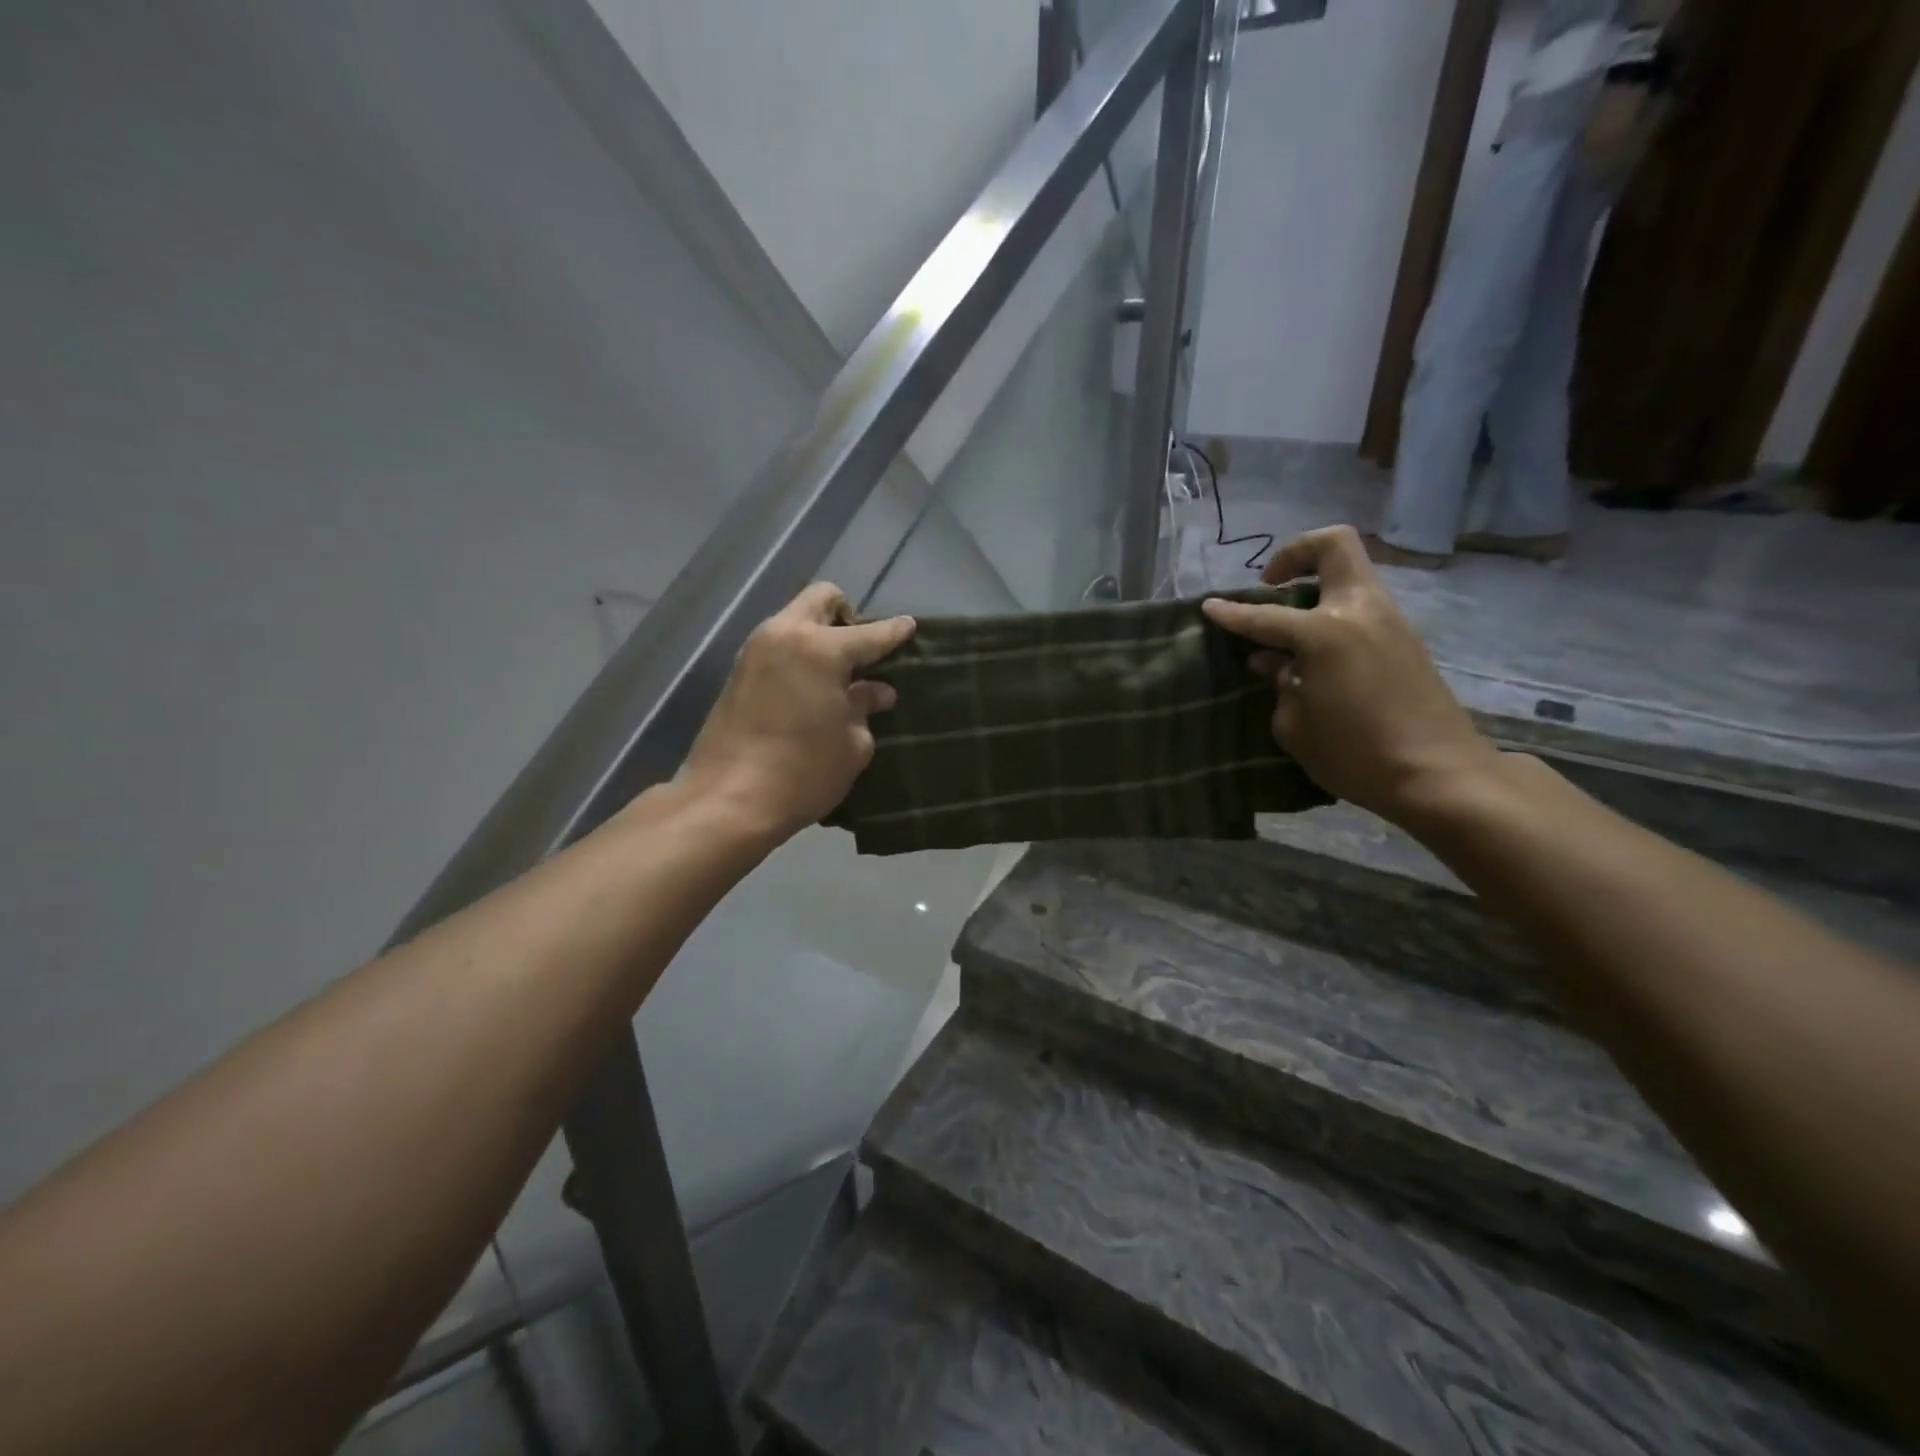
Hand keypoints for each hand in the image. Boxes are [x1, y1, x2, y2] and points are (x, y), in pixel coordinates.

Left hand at [679, 583, 914, 841]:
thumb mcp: (852, 745)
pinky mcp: (737, 672)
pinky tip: (809, 687)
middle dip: (846, 616)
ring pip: (794, 619)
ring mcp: (755, 651)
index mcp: (821, 649)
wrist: (728, 801)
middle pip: (821, 599)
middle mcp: (785, 636)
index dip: (894, 632)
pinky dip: (798, 654)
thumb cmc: (803, 772)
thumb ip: (865, 707)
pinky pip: (777, 645)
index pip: (870, 633)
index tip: (909, 627)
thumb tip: (876, 691)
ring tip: (836, 674)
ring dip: (818, 634)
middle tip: (860, 653)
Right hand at [1202, 526, 1501, 824]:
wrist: (1439, 775)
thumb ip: (1279, 685)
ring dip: (1317, 587)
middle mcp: (1359, 612)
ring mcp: (1389, 621)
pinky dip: (1334, 615)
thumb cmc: (1355, 755)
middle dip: (1296, 553)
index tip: (1209, 606)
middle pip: (1333, 546)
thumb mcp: (1295, 727)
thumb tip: (1273, 663)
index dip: (1231, 613)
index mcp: (1325, 633)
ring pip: (1351, 574)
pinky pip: (1361, 606)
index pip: (1265, 615)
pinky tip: (1317, 654)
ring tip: (1289, 628)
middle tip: (1272, 585)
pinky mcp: (1406, 640)